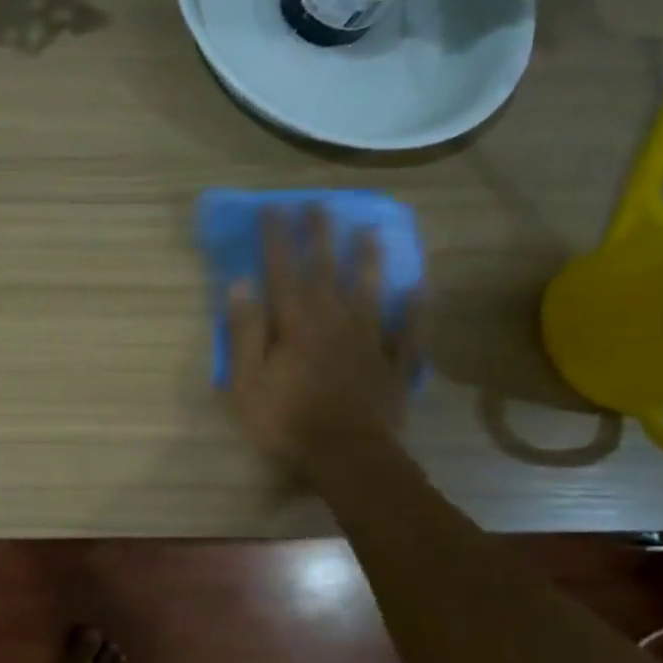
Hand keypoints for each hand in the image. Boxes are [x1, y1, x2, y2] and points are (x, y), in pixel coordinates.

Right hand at [226, 207, 420, 476]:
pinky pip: (407, 330)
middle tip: (320, 205)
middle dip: (320, 236)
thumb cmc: (286, 422)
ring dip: (369, 260)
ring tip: (371, 230)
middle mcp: (335, 322)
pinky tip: (420, 288)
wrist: (348, 457)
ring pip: (370, 292)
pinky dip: (414, 308)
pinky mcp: (393, 365)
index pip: (284, 271)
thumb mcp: (247, 381)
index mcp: (297, 324)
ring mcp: (369, 342)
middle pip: (327, 271)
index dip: (277, 239)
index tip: (273, 208)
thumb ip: (245, 331)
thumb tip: (242, 284)